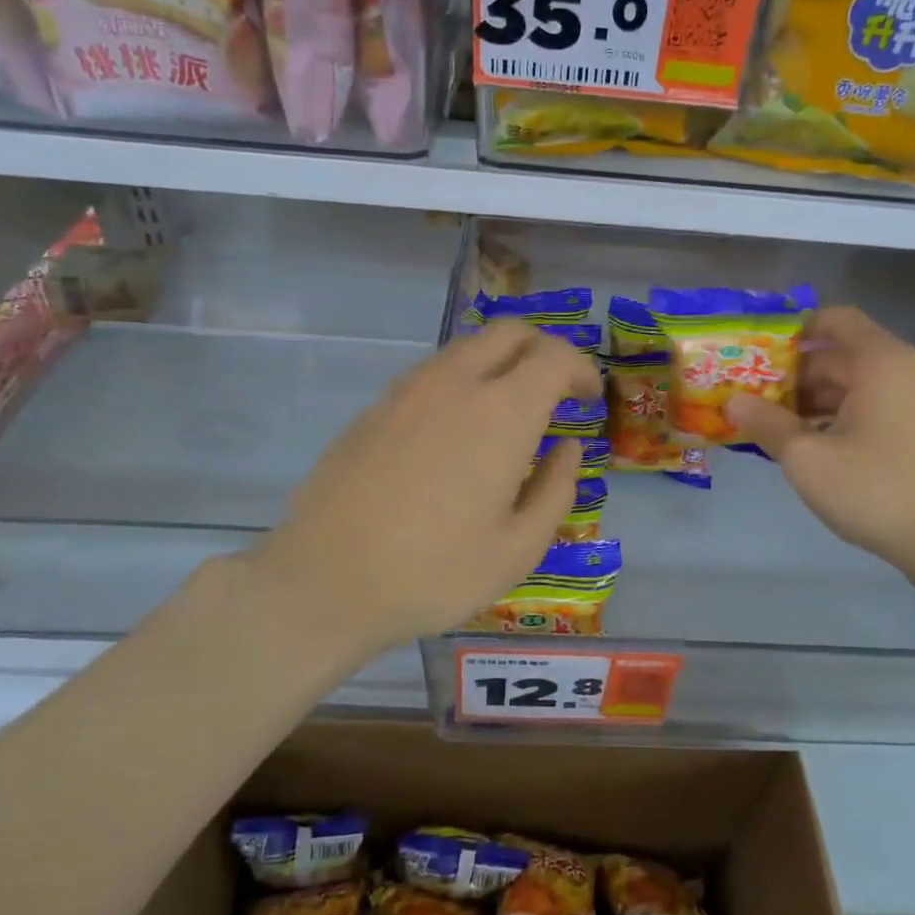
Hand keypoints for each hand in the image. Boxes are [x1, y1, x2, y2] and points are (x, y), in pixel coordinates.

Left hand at [245, 321, 600, 651]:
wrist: (325, 581)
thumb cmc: (434, 573)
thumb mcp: (519, 548)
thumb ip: (556, 489)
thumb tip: (567, 448)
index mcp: (502, 412)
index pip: (555, 356)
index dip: (582, 370)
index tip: (589, 399)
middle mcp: (456, 383)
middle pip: (510, 332)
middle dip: (544, 350)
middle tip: (556, 393)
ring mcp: (409, 389)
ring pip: (469, 347)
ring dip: (501, 364)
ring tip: (508, 414)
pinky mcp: (376, 406)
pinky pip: (434, 372)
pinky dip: (463, 382)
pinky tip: (457, 432)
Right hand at [726, 306, 914, 584]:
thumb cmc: (876, 488)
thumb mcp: (807, 457)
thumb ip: (766, 424)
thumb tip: (731, 401)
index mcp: (880, 361)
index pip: (834, 319)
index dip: (794, 331)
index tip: (758, 353)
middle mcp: (903, 371)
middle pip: (839, 355)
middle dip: (793, 374)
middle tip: (751, 396)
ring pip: (853, 385)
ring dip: (812, 400)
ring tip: (771, 424)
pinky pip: (870, 407)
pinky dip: (837, 416)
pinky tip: (808, 445)